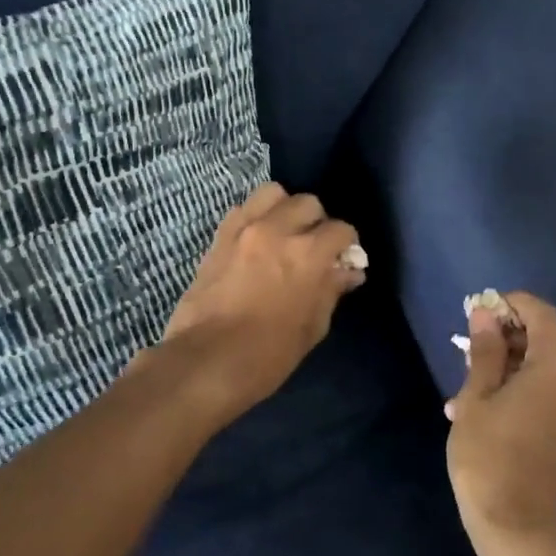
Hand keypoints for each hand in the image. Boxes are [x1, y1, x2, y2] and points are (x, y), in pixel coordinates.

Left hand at [157, 183, 365, 420]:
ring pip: (274, 193)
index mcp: (308, 254)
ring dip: (284, 208)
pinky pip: (243, 208)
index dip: (346, 245)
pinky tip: (255, 239)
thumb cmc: (269, 354)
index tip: (342, 259)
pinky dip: (255, 216)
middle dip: (317, 222)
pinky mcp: (219, 236)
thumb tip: (348, 272)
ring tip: (283, 232)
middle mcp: (278, 230)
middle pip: (309, 203)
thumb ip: (331, 290)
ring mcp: (245, 228)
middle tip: (312, 246)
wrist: (207, 361)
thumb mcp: (313, 327)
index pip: (341, 229)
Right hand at [445, 293, 555, 555]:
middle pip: (547, 341)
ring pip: (549, 370)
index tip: (480, 312)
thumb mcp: (477, 398)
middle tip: (468, 355)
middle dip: (508, 341)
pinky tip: (492, 412)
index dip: (511, 305)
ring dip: (513, 371)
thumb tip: (485, 313)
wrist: (523, 534)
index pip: (541, 313)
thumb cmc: (491, 458)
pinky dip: (528, 392)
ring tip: (469, 394)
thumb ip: (485, 350)